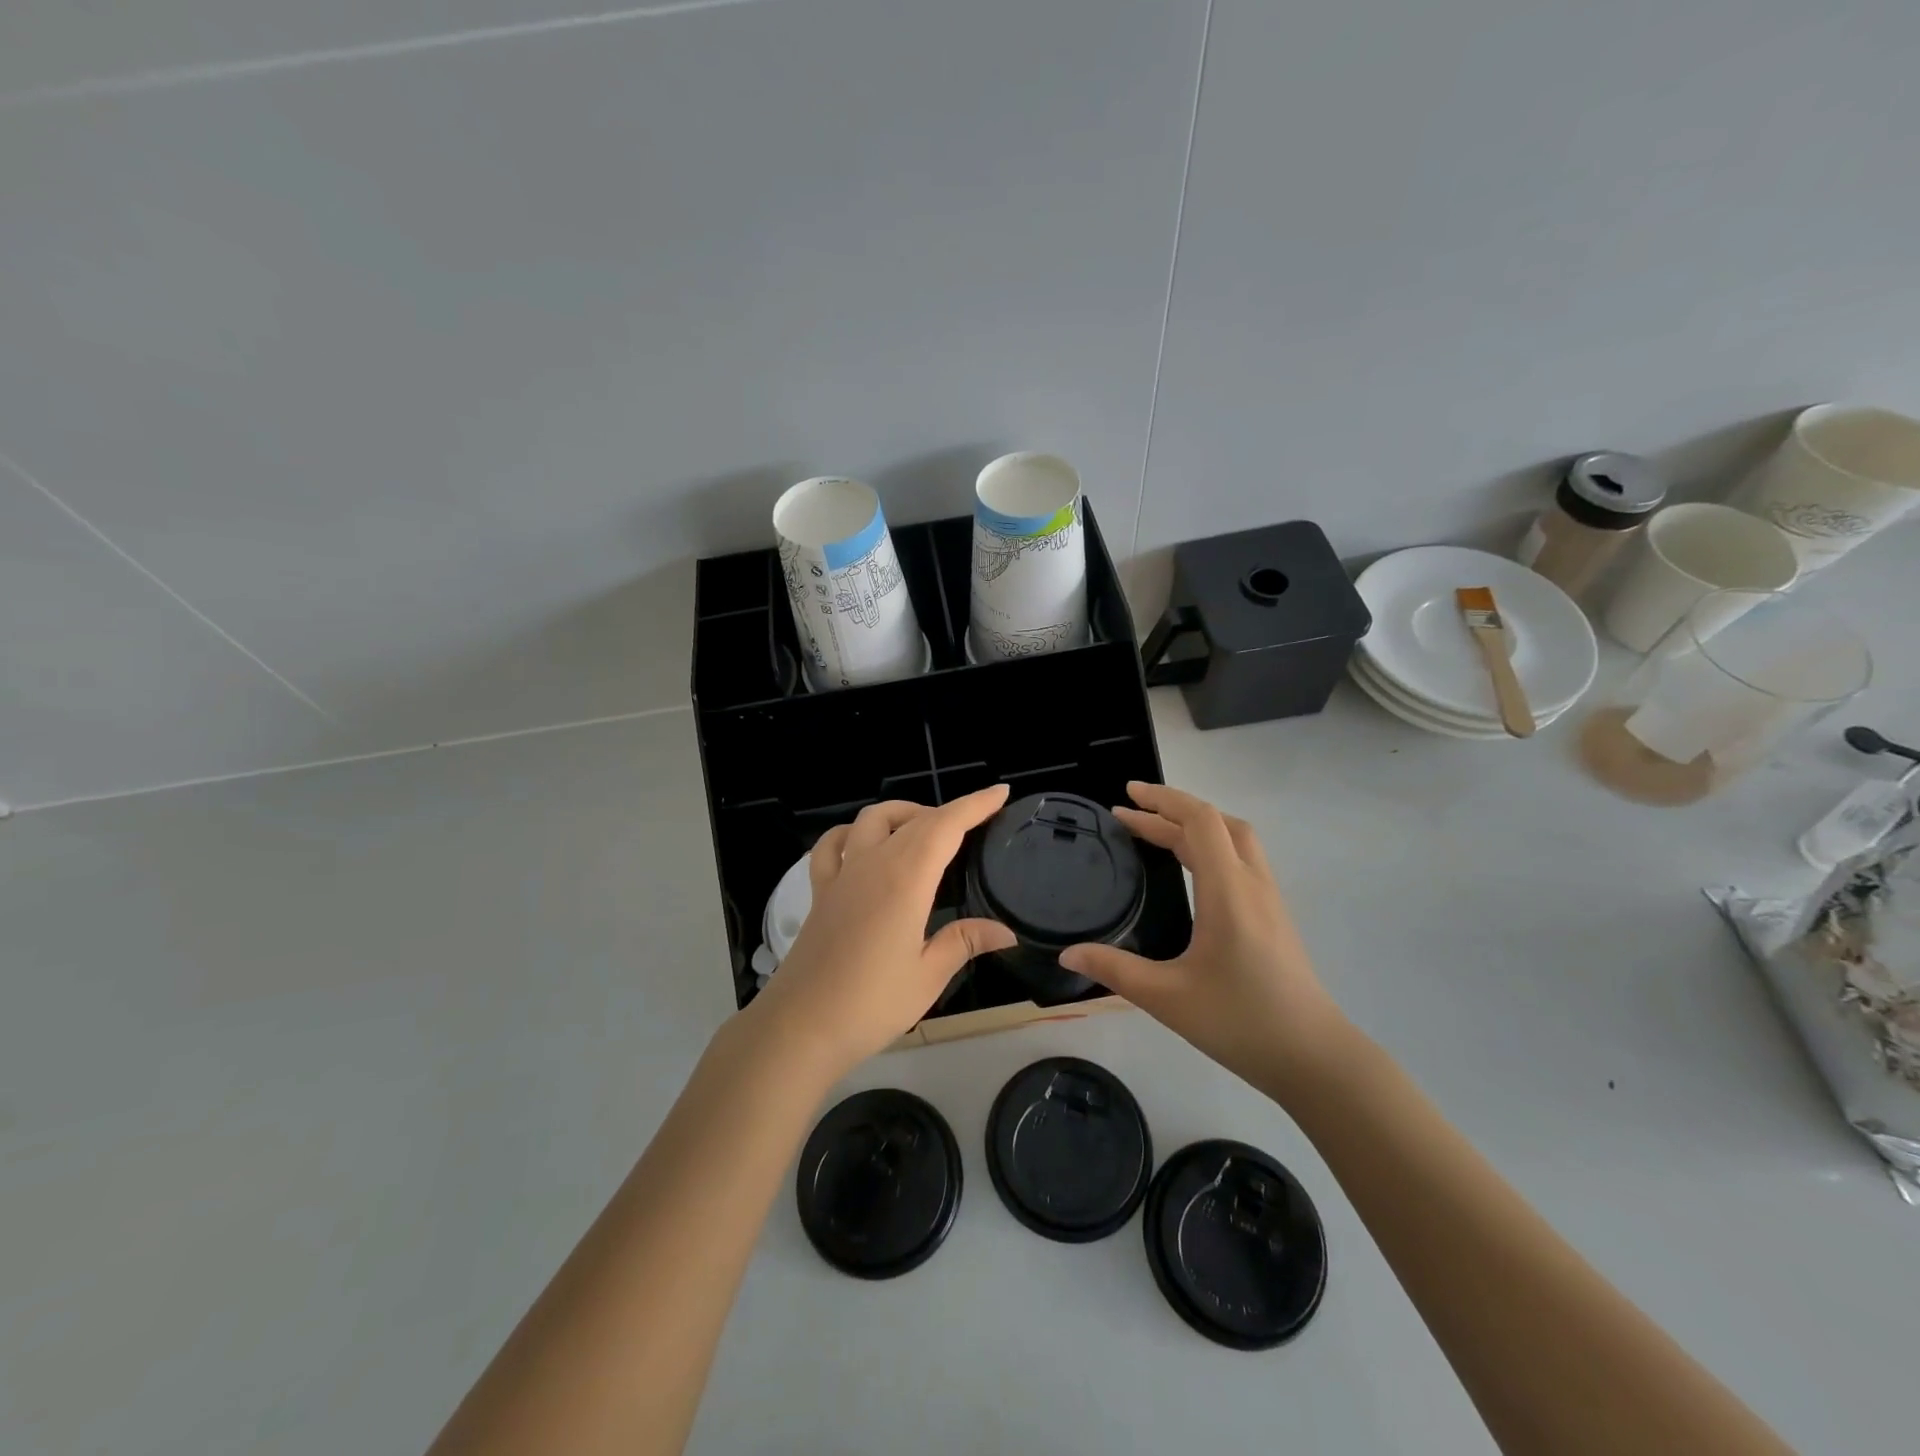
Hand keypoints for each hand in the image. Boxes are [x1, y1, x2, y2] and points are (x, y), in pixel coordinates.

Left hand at [744, 785, 1016, 1079]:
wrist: (801, 1025)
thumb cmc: (871, 1004)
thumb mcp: (928, 976)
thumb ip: (964, 942)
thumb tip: (1005, 931)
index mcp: (905, 880)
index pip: (945, 826)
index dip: (974, 805)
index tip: (1000, 793)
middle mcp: (872, 864)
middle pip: (914, 820)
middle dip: (948, 812)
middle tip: (976, 821)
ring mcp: (842, 875)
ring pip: (871, 819)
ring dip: (902, 813)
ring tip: (925, 829)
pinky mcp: (820, 891)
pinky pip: (833, 845)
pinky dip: (852, 832)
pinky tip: (864, 844)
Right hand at [1059, 783, 1348, 1100]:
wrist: (1314, 1058)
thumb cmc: (1240, 1022)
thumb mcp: (1168, 998)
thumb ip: (1115, 970)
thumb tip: (1067, 954)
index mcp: (1228, 890)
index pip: (1199, 822)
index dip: (1162, 801)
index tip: (1126, 796)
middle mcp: (1252, 884)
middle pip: (1218, 822)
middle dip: (1172, 809)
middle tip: (1131, 812)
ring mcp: (1269, 899)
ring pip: (1235, 839)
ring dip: (1196, 826)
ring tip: (1157, 832)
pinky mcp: (1274, 916)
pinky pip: (1242, 860)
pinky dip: (1212, 846)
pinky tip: (1192, 870)